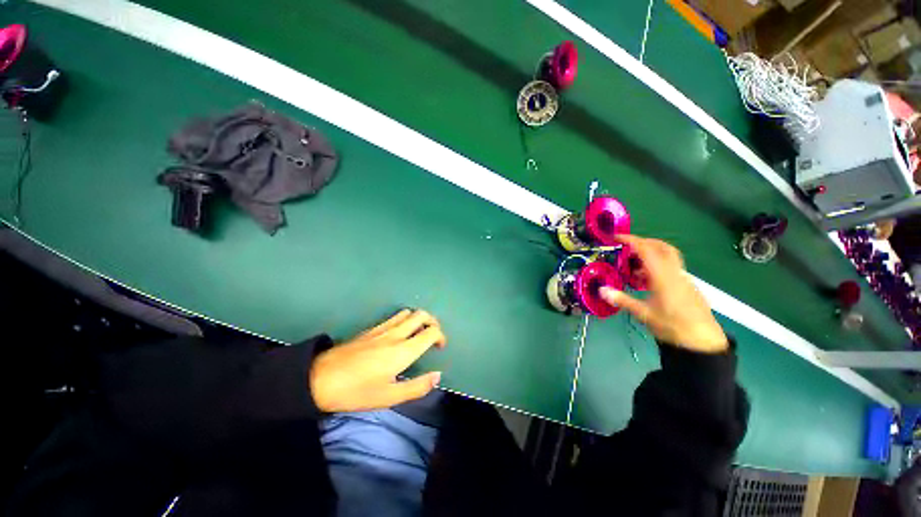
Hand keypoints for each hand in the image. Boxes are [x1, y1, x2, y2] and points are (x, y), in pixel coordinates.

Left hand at [309, 309, 445, 412]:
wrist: (320, 379)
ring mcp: (382, 329)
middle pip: (422, 315)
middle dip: (433, 322)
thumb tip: (437, 376)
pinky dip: (404, 319)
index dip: (440, 336)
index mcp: (403, 350)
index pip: (431, 331)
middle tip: (432, 336)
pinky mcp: (371, 329)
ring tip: (418, 333)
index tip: (440, 347)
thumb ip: (417, 387)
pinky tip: (399, 333)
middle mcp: (396, 334)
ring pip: (408, 312)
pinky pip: (394, 316)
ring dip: (418, 319)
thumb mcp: (389, 397)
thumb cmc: (357, 391)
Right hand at [600, 235, 727, 353]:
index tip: (616, 237)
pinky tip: (645, 279)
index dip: (631, 240)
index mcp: (663, 277)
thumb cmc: (673, 326)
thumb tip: (601, 290)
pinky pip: (670, 266)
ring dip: (650, 253)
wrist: (703, 341)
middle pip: (662, 247)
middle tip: (625, 246)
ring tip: (632, 265)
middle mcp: (674, 273)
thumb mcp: (644, 314)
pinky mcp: (686, 284)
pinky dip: (655, 265)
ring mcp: (682, 278)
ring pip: (667, 256)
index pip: (647, 250)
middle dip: (643, 242)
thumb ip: (622, 300)